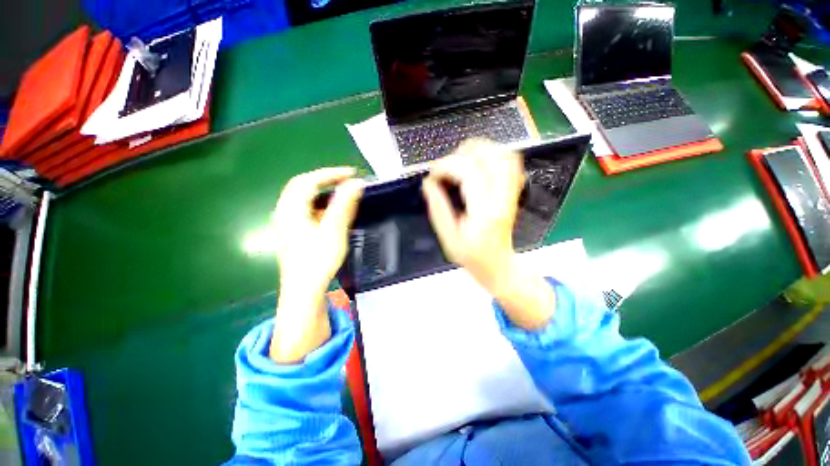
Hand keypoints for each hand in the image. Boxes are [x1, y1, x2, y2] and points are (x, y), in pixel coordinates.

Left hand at [271, 167, 363, 362]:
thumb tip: (356, 183)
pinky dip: (319, 203)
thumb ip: (343, 205)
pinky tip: (330, 212)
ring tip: (341, 192)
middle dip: (324, 179)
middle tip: (346, 180)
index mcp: (291, 209)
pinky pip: (304, 209)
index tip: (352, 174)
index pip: (309, 180)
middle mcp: (284, 212)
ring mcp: (286, 223)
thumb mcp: (333, 231)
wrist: (303, 291)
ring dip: (321, 190)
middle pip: (301, 186)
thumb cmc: (317, 260)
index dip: (330, 173)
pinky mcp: (292, 232)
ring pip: (302, 197)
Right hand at [422, 139, 554, 328]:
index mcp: (485, 211)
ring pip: (505, 156)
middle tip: (447, 165)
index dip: (446, 166)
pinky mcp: (513, 193)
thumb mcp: (449, 239)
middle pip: (492, 157)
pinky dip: (494, 155)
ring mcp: (511, 194)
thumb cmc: (473, 258)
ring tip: (461, 159)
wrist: (499, 266)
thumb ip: (438, 209)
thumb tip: (428, 183)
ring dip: (480, 150)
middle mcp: (502, 198)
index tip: (433, 175)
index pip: (469, 172)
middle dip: (464, 153)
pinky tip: (478, 164)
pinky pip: (512, 164)